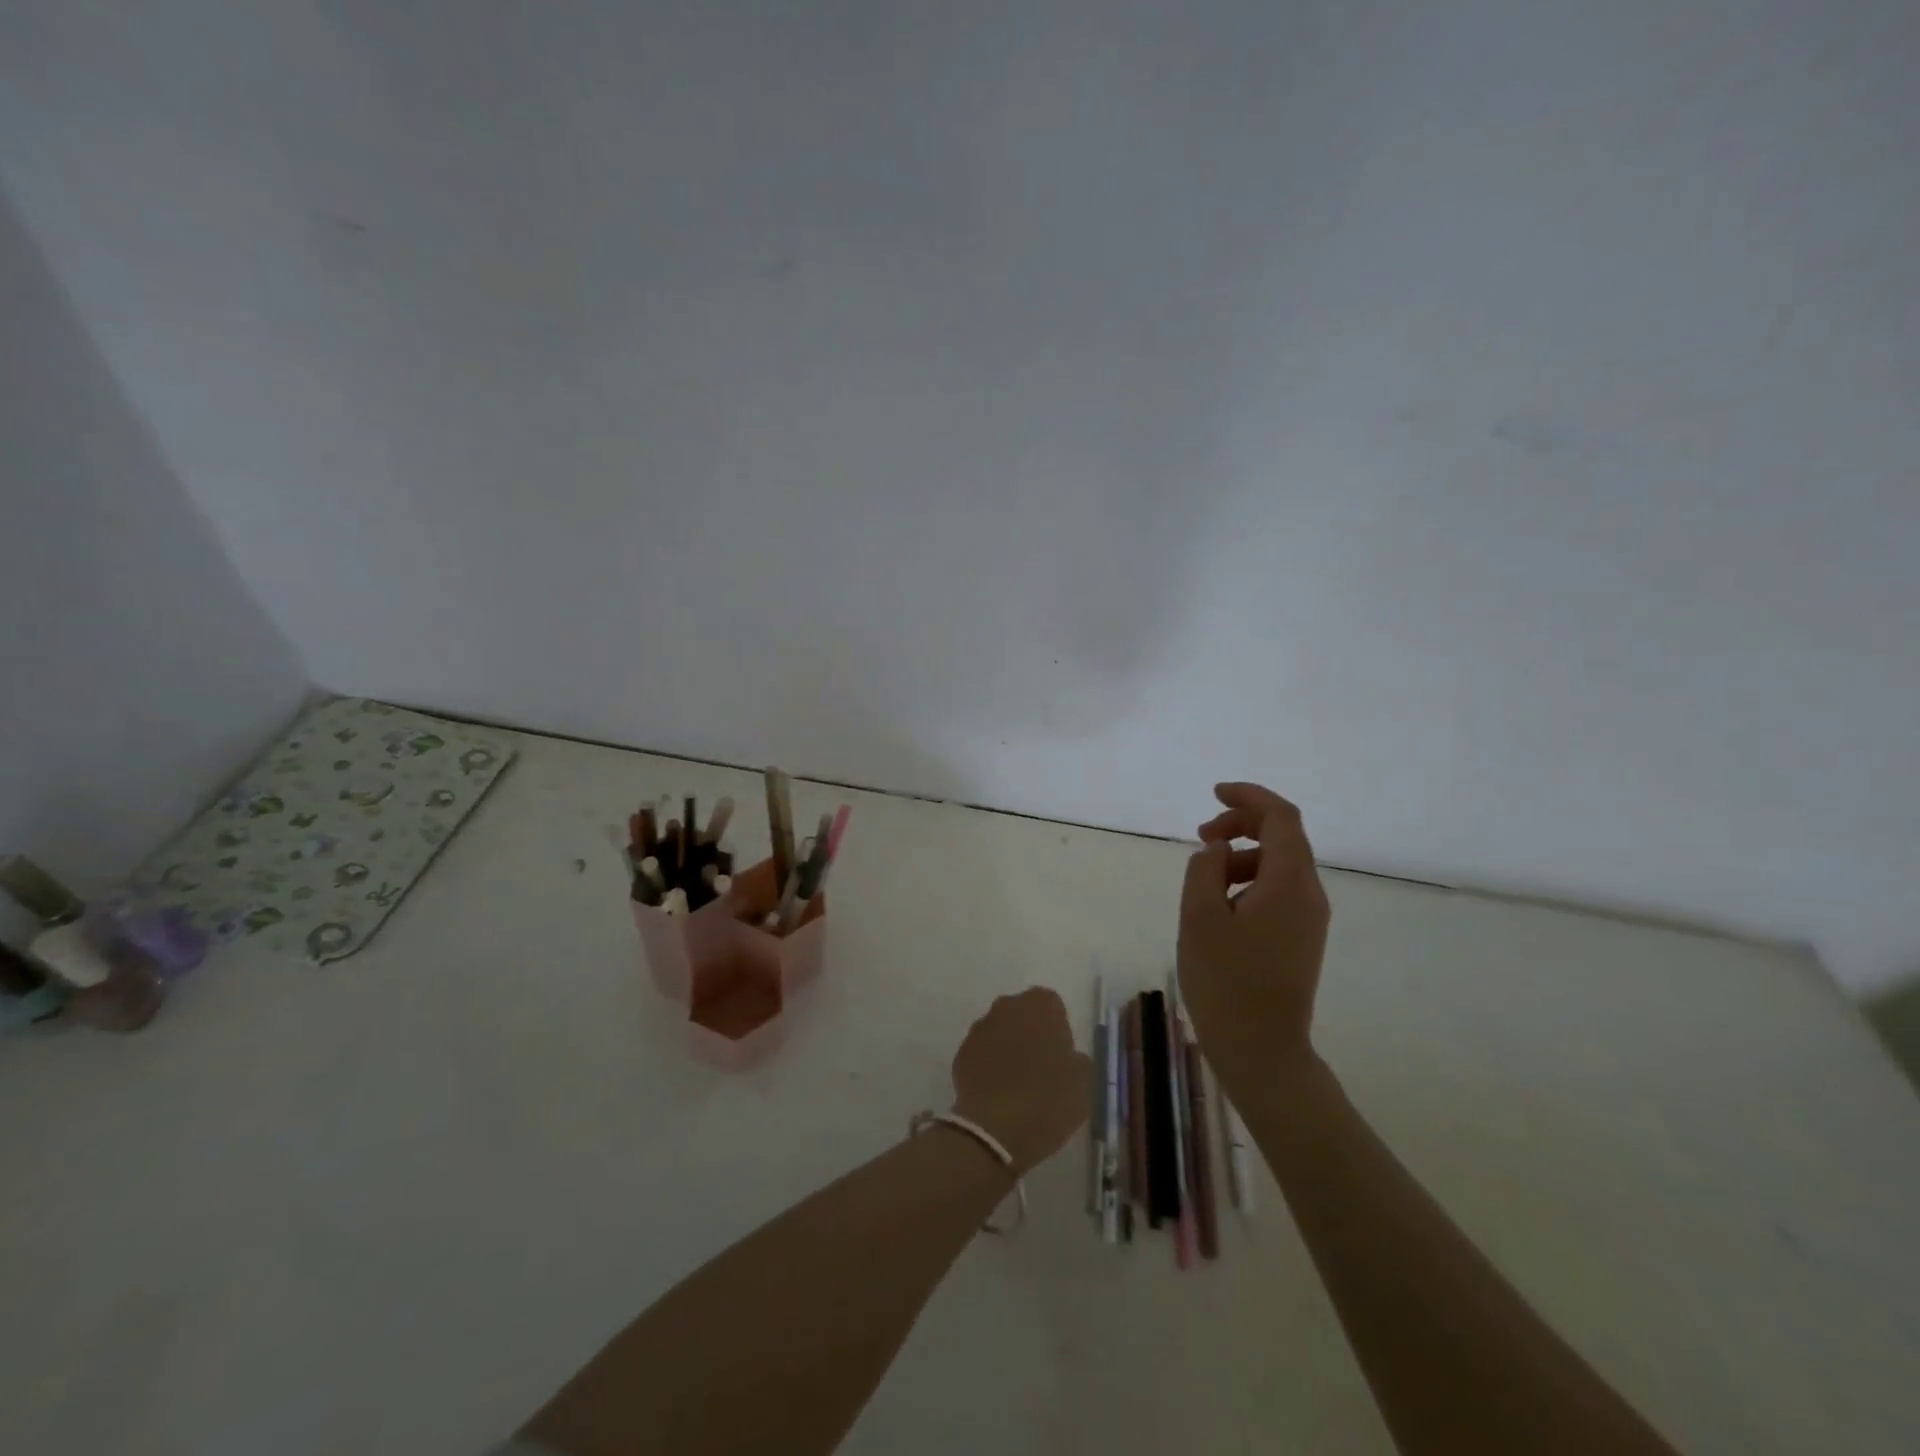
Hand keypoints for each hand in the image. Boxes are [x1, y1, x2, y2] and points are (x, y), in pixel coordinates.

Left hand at [950, 988, 1091, 1176]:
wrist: (996, 1130)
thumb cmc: (1048, 1099)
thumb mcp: (1084, 1082)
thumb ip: (1078, 1060)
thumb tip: (1069, 1058)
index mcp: (1040, 1005)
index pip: (1053, 1006)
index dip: (1058, 1031)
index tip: (1062, 1057)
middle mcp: (1007, 1006)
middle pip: (1023, 1014)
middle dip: (1031, 1034)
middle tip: (1042, 1069)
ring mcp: (980, 1028)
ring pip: (1000, 1032)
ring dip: (1008, 1049)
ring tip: (1018, 1085)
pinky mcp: (961, 1053)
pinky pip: (981, 1054)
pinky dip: (989, 1067)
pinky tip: (998, 1094)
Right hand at [1178, 783, 1330, 1100]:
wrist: (1262, 1050)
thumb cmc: (1226, 981)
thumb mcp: (1200, 917)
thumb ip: (1205, 869)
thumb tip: (1217, 850)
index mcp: (1290, 883)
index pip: (1281, 817)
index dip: (1249, 796)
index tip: (1213, 794)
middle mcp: (1309, 894)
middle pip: (1283, 837)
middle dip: (1241, 825)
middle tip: (1200, 836)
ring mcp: (1308, 918)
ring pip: (1278, 864)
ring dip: (1240, 855)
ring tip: (1202, 878)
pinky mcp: (1300, 938)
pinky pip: (1277, 890)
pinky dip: (1248, 880)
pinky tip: (1219, 904)